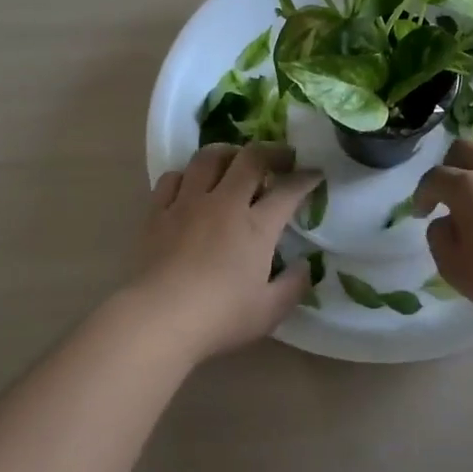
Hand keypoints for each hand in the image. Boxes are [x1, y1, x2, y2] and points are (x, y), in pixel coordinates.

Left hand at [128, 143, 322, 362]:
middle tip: (282, 158)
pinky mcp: (157, 212)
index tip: (315, 173)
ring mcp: (188, 203)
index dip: (306, 178)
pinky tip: (191, 185)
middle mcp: (224, 203)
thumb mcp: (270, 311)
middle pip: (250, 159)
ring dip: (228, 153)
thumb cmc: (220, 317)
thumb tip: (305, 266)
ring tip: (235, 161)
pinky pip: (172, 178)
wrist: (158, 319)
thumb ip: (294, 285)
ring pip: (208, 158)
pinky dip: (187, 175)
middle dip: (272, 152)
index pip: (288, 190)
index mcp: (257, 226)